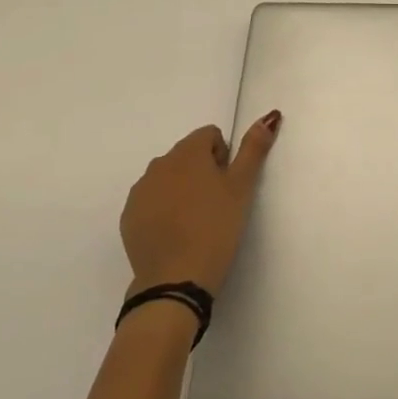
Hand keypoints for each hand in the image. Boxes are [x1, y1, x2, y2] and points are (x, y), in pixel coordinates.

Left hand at [121, 114, 280, 296]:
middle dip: (202, 171)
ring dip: (181, 189)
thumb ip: (254, 148)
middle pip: (187, 154)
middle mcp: (159, 164)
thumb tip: (269, 116)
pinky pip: (150, 201)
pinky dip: (163, 209)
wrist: (175, 282)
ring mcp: (140, 191)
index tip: (227, 186)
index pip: (210, 135)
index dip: (224, 157)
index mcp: (187, 152)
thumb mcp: (242, 187)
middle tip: (215, 205)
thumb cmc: (215, 228)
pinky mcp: (128, 217)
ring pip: (168, 177)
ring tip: (195, 221)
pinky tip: (175, 234)